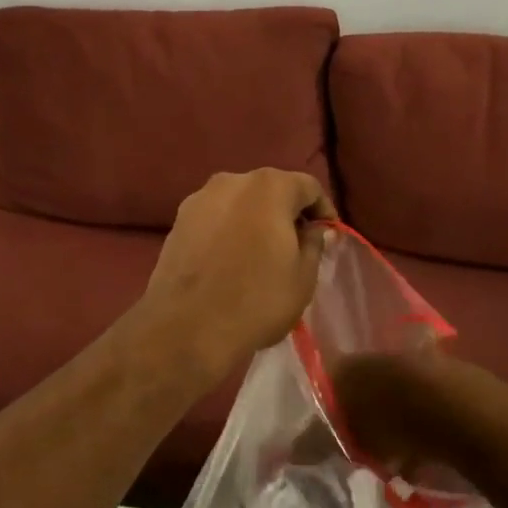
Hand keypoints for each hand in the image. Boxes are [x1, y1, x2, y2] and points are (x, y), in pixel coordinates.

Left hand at [136, 169, 335, 388]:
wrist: (187, 326)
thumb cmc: (257, 300)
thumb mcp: (303, 277)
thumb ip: (314, 243)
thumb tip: (316, 229)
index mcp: (269, 187)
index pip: (308, 187)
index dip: (323, 209)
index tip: (329, 235)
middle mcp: (232, 180)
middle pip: (270, 189)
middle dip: (287, 212)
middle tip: (298, 243)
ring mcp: (199, 198)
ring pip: (238, 201)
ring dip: (254, 219)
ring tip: (262, 252)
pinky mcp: (178, 220)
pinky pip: (214, 217)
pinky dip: (228, 229)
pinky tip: (231, 258)